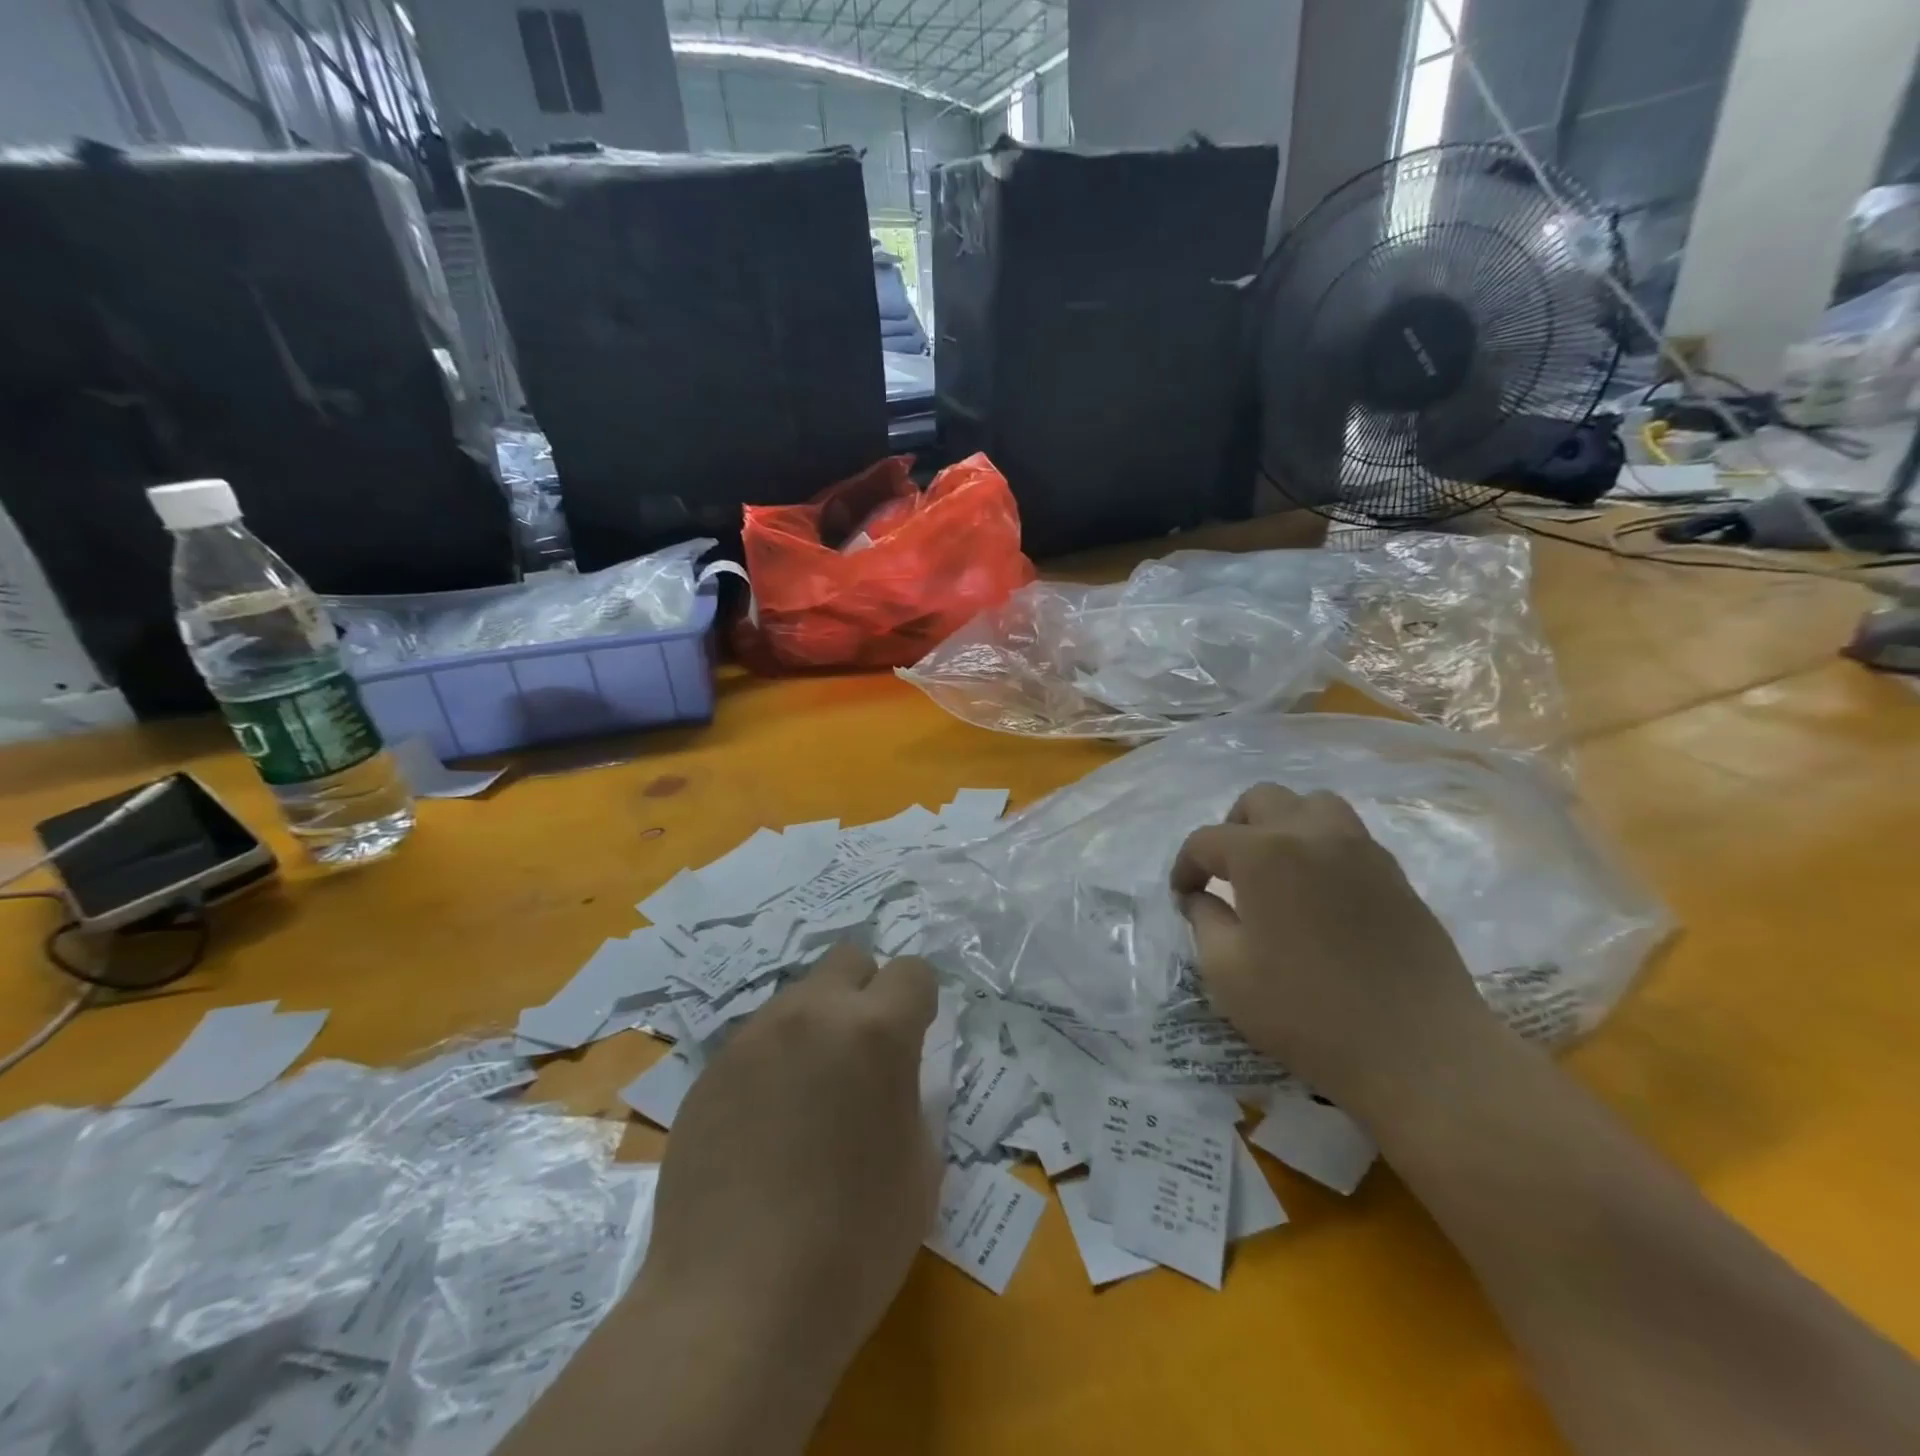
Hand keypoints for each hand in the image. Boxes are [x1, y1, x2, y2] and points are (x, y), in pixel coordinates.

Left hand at [636, 946, 938, 1406]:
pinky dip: (774, 1060)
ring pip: (799, 996)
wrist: (735, 1306)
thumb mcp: (919, 1167)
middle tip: (863, 1052)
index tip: (917, 1037)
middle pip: (848, 959)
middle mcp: (813, 1014)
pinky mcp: (710, 1069)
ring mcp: (754, 1037)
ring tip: (810, 1094)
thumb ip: (912, 1097)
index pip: (912, 971)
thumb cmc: (852, 1245)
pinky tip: (766, 1123)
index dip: (920, 1001)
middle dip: (866, 990)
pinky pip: (757, 1039)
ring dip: (817, 1025)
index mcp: (876, 1031)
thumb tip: (893, 1077)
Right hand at [1171, 784, 1487, 1112]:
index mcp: (1263, 853)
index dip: (1185, 866)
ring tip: (1275, 868)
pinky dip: (1320, 846)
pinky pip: (1347, 836)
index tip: (1183, 897)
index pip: (1207, 840)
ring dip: (1283, 825)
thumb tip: (1201, 897)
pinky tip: (1317, 892)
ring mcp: (1361, 849)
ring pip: (1312, 805)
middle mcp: (1312, 834)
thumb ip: (1204, 920)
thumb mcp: (1227, 972)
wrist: (1418, 1050)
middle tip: (1226, 873)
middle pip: (1261, 800)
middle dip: (1232, 829)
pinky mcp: (1395, 874)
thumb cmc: (1307, 1011)